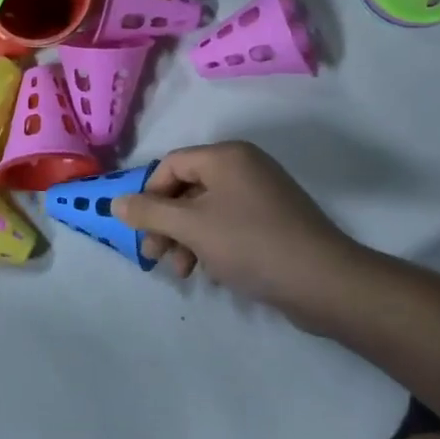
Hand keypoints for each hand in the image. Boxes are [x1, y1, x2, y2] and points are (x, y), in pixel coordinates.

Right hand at [114, 141, 362, 335]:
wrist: (323, 282)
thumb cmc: (250, 244)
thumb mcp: (191, 227)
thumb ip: (149, 213)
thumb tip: (116, 203)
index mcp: (226, 156)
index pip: (172, 164)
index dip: (150, 196)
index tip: (142, 231)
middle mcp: (245, 166)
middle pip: (188, 187)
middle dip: (167, 223)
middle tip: (155, 257)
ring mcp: (263, 194)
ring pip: (207, 210)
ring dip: (187, 239)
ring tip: (184, 271)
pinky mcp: (275, 221)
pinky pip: (230, 224)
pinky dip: (212, 244)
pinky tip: (211, 272)